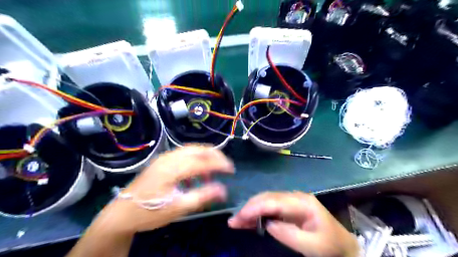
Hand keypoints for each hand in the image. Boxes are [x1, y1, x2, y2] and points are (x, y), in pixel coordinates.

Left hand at [98, 145, 233, 233]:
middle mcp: (170, 158)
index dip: (220, 163)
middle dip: (215, 155)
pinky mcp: (162, 161)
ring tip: (212, 170)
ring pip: (191, 150)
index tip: (232, 170)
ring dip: (205, 157)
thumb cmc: (150, 212)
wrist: (121, 214)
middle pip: (198, 149)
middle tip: (225, 165)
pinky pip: (183, 154)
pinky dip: (195, 159)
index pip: (203, 160)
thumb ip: (203, 196)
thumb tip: (224, 190)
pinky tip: (196, 173)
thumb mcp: (178, 208)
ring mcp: (164, 158)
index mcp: (173, 168)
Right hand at [231, 191, 358, 255]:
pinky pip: (269, 207)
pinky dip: (257, 213)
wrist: (342, 244)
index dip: (256, 207)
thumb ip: (289, 234)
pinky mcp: (288, 207)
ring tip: (236, 221)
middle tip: (234, 221)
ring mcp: (291, 201)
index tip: (240, 216)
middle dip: (249, 207)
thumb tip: (268, 224)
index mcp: (302, 202)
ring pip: (265, 201)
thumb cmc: (329, 245)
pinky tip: (248, 220)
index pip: (274, 201)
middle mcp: (294, 197)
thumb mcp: (313, 245)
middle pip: (267, 198)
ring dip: (250, 210)